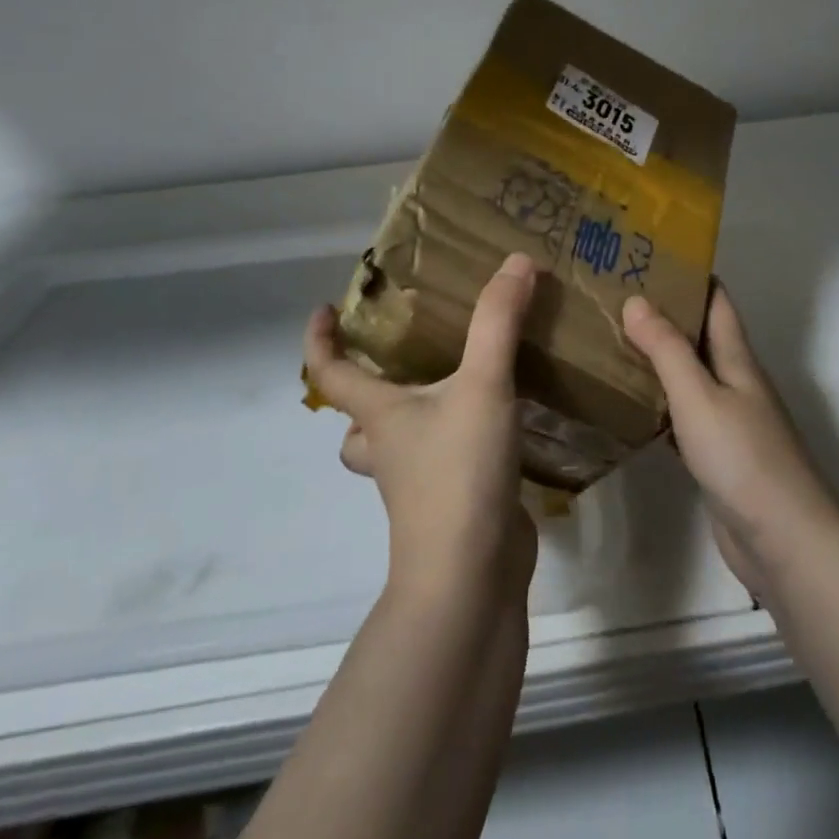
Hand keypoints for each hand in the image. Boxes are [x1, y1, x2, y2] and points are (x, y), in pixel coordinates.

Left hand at [304, 253, 539, 605]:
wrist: (471, 576)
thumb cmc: (459, 473)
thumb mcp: (483, 385)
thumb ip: (499, 321)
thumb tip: (517, 261)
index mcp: (381, 416)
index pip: (331, 374)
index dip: (320, 340)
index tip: (323, 309)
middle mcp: (390, 449)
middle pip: (357, 420)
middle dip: (366, 391)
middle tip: (401, 355)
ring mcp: (418, 483)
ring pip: (397, 446)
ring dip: (412, 420)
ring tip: (454, 385)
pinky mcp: (452, 504)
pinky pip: (442, 463)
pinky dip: (457, 442)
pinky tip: (500, 424)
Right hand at [622, 285, 838, 597]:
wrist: (783, 541)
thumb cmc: (743, 458)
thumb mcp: (700, 396)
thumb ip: (667, 349)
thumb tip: (636, 299)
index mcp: (737, 359)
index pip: (717, 302)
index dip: (691, 276)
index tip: (650, 256)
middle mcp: (735, 383)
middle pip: (700, 336)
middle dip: (664, 314)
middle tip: (614, 296)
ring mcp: (728, 421)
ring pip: (689, 376)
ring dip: (658, 358)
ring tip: (611, 340)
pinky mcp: (716, 456)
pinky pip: (682, 417)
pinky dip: (658, 403)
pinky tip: (629, 405)